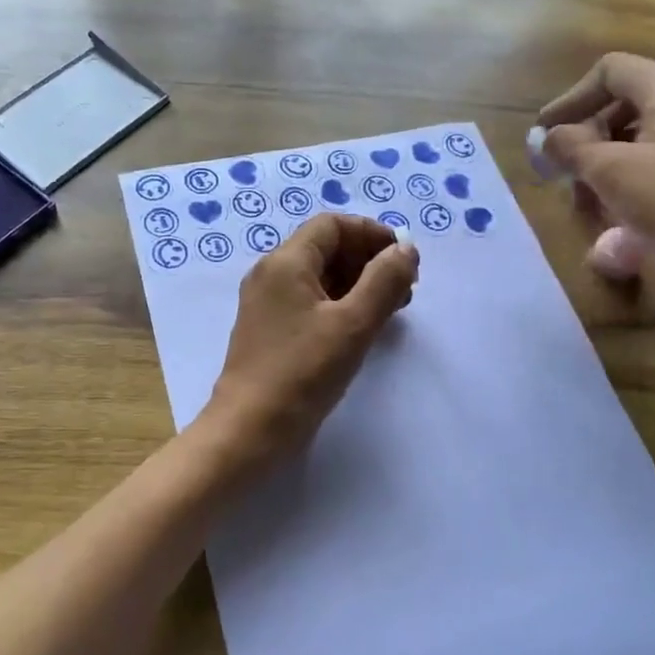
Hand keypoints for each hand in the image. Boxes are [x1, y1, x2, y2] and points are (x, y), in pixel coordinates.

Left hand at [202, 214, 418, 461]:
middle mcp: (271, 275)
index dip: (371, 234)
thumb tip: (405, 250)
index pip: (332, 225)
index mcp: (285, 262)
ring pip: (318, 277)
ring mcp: (267, 304)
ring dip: (357, 284)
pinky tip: (362, 327)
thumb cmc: (302, 372)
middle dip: (368, 260)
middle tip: (403, 288)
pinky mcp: (269, 330)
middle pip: (325, 248)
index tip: (403, 258)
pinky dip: (339, 304)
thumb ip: (384, 281)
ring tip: (391, 308)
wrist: (249, 429)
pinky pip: (308, 302)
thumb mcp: (353, 324)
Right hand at [537, 53, 654, 286]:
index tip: (546, 132)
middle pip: (619, 103)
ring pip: (631, 135)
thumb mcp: (609, 170)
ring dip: (597, 160)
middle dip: (583, 134)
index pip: (610, 71)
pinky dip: (620, 176)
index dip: (572, 98)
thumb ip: (570, 146)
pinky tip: (606, 208)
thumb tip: (547, 138)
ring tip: (580, 196)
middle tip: (560, 167)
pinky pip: (648, 159)